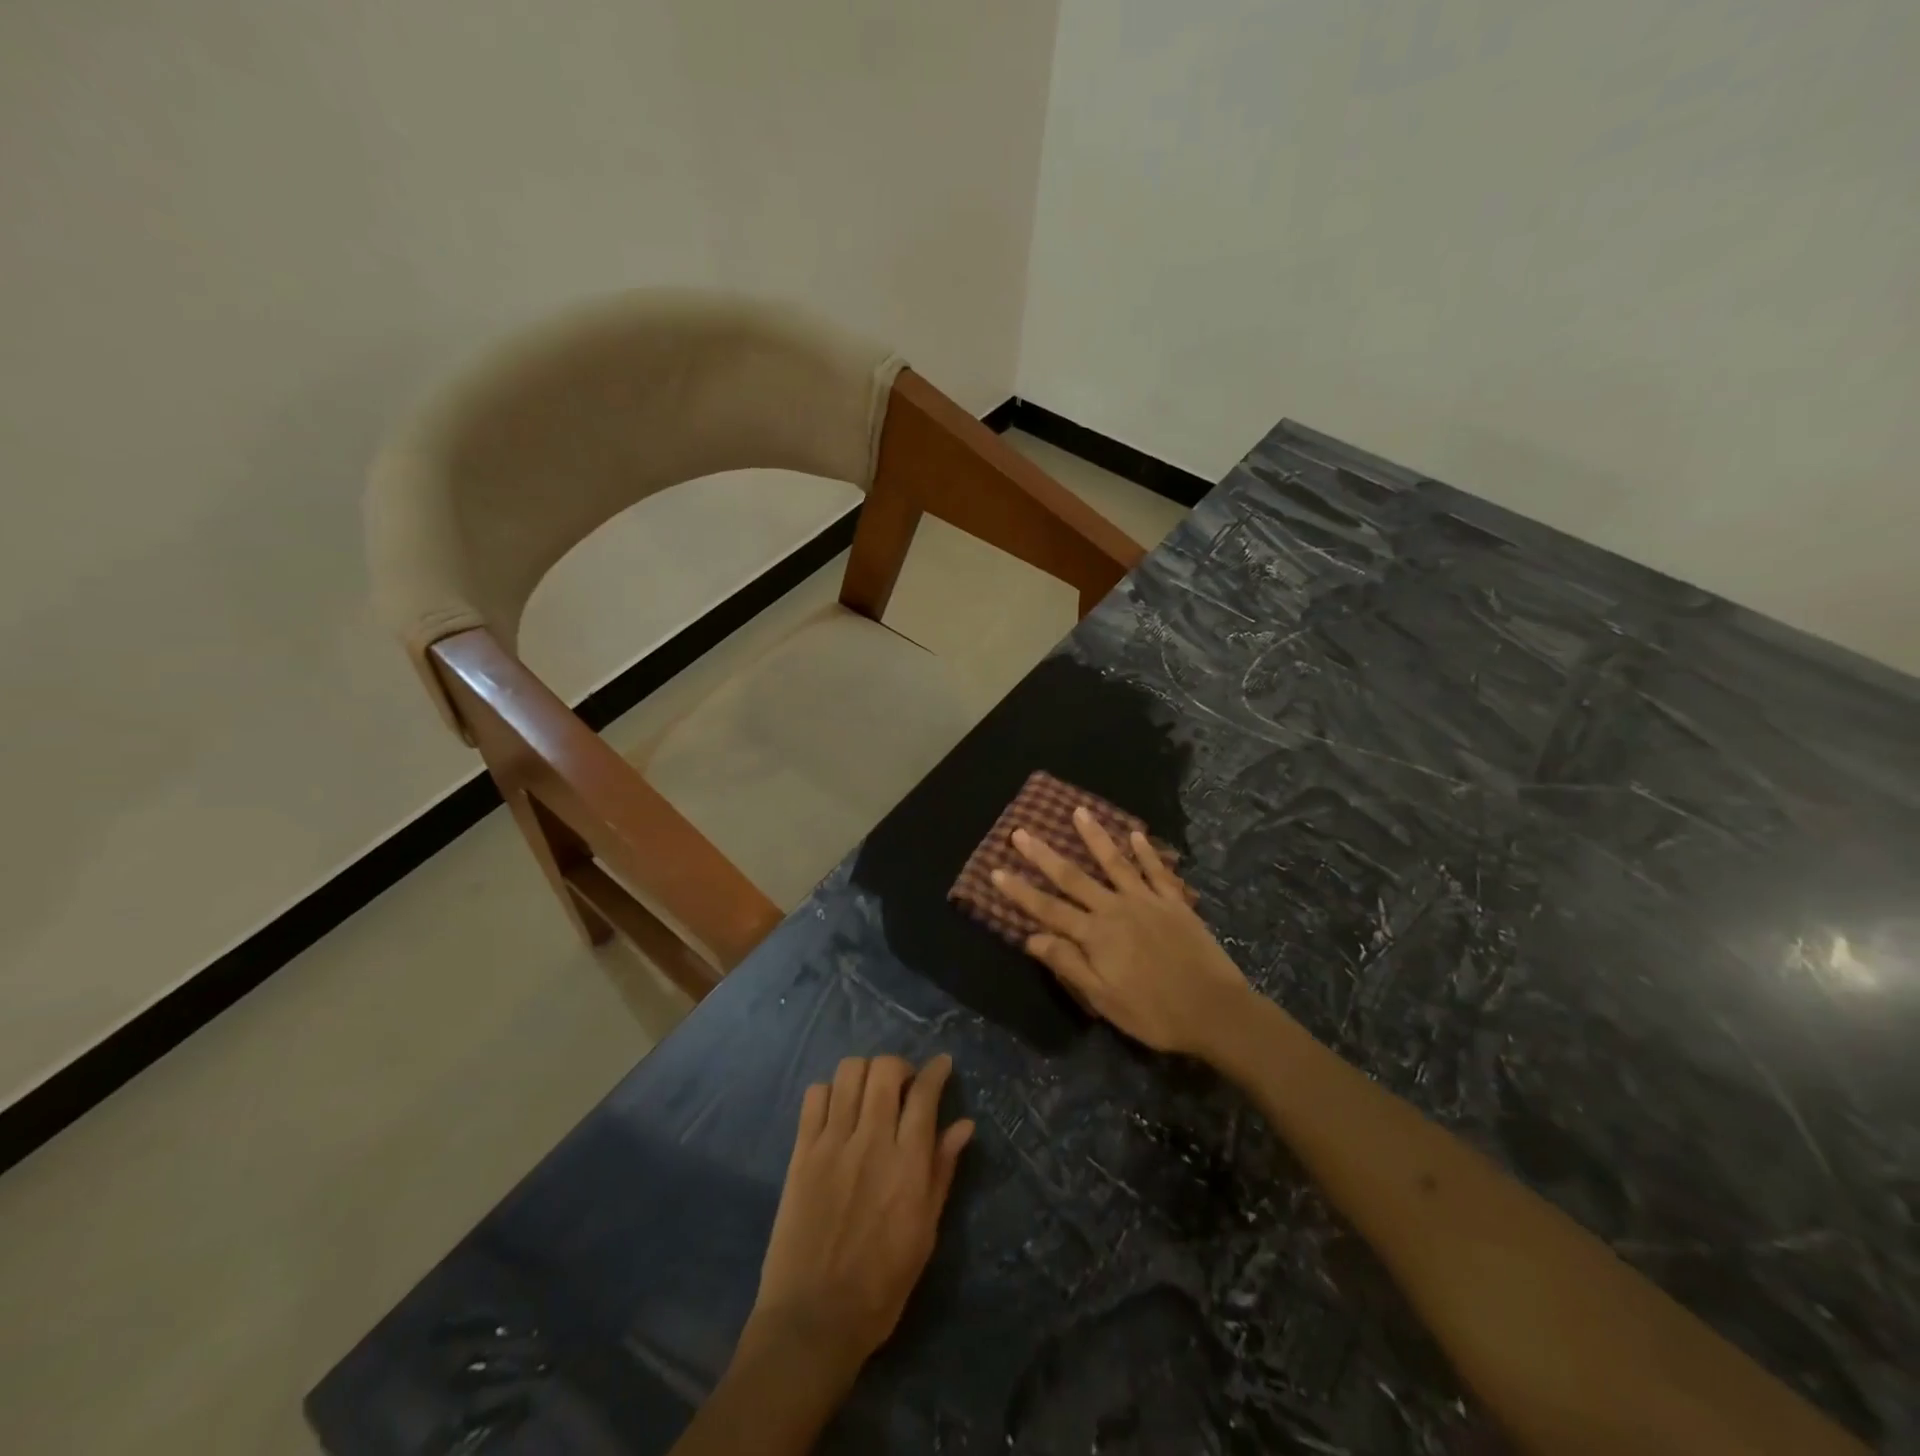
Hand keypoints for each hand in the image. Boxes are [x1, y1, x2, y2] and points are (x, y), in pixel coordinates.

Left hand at [745, 1055, 974, 1383]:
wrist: (813, 1320)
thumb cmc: (880, 1285)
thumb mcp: (925, 1233)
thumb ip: (942, 1171)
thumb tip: (964, 1125)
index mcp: (907, 1164)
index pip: (925, 1094)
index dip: (936, 1070)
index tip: (942, 1065)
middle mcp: (871, 1141)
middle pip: (885, 1070)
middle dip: (900, 1066)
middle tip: (903, 1086)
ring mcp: (832, 1143)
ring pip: (849, 1072)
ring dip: (865, 1073)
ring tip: (869, 1094)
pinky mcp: (802, 1153)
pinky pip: (814, 1096)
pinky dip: (830, 1091)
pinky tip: (837, 1111)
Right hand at [991, 809, 1252, 1056]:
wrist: (1215, 1011)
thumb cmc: (1154, 1013)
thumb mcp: (1104, 1000)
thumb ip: (1069, 965)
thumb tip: (1031, 938)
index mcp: (1095, 936)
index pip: (1048, 909)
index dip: (1020, 891)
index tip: (996, 870)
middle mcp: (1115, 910)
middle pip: (1073, 878)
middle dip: (1044, 854)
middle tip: (1021, 831)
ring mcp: (1147, 901)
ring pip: (1114, 862)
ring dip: (1094, 836)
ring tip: (1078, 811)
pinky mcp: (1174, 903)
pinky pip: (1157, 871)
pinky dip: (1146, 851)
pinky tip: (1136, 834)